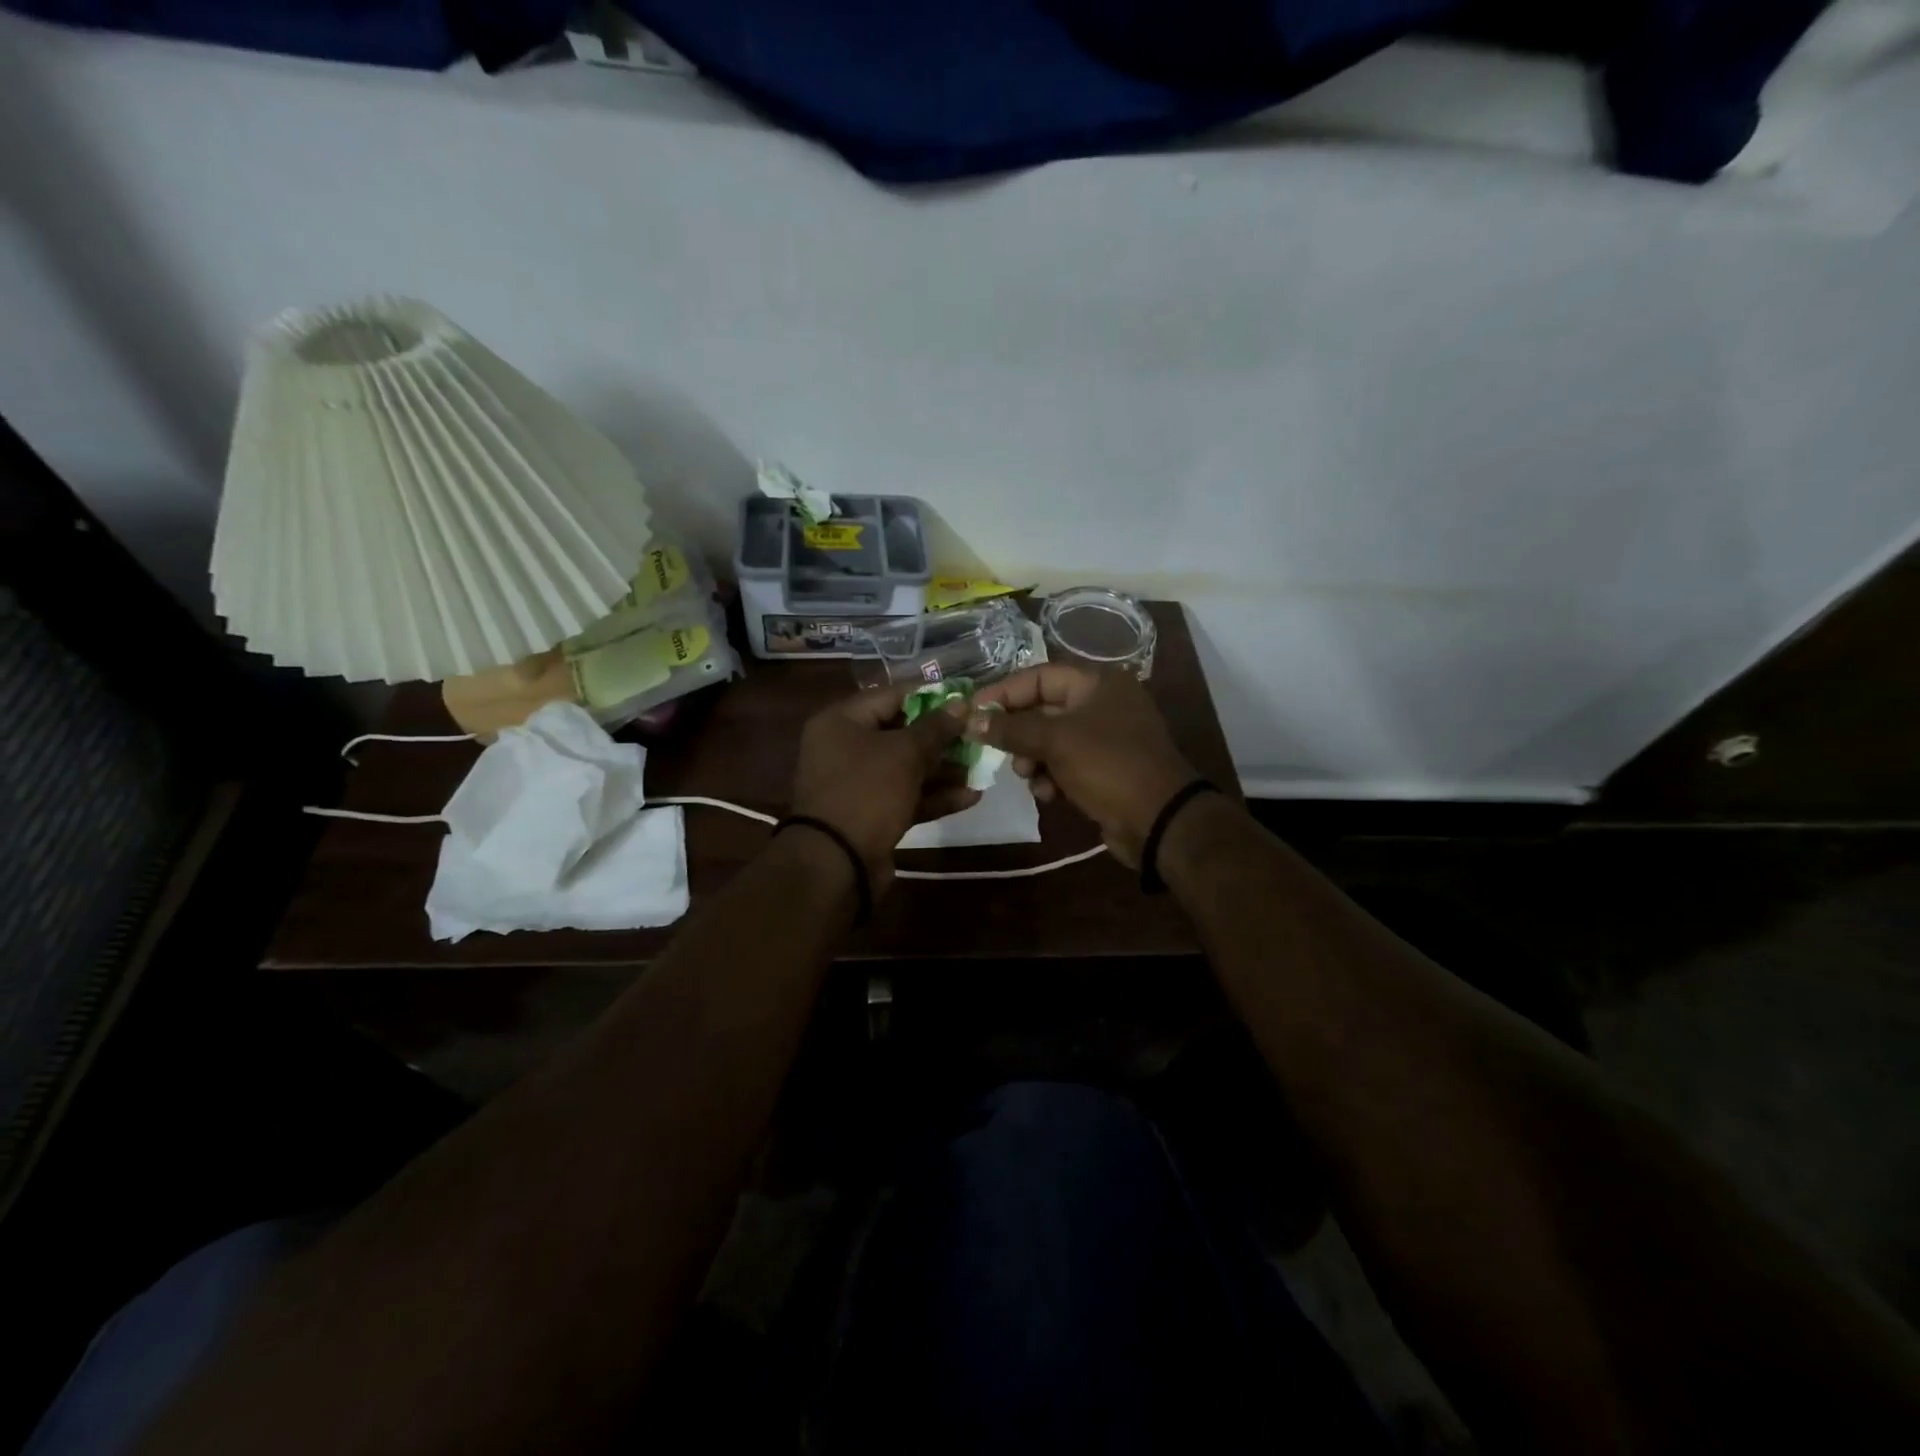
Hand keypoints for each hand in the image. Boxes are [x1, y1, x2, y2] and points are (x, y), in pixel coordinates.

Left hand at [790, 684, 980, 892]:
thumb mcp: (905, 752)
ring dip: (944, 769)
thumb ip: (935, 727)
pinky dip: (935, 796)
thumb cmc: (866, 791)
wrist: (837, 863)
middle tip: (978, 736)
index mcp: (841, 721)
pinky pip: (907, 797)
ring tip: (982, 767)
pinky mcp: (872, 815)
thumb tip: (961, 704)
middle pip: (901, 733)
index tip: (965, 699)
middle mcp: (845, 748)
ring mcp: (858, 784)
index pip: (891, 695)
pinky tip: (972, 796)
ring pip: (907, 768)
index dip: (930, 696)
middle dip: (941, 737)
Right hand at [965, 665, 1197, 868]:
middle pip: (1044, 709)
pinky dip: (1052, 777)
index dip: (1004, 692)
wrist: (1159, 820)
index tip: (973, 710)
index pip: (1040, 676)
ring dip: (1033, 758)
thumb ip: (1011, 729)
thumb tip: (970, 720)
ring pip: (1051, 740)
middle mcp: (1103, 704)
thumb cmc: (1108, 766)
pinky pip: (1066, 765)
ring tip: (1028, 776)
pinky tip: (1049, 795)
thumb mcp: (1055, 741)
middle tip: (997, 750)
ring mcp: (1106, 738)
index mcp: (1098, 683)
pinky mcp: (1105, 769)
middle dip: (1018, 732)